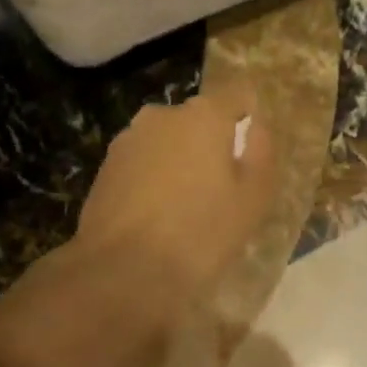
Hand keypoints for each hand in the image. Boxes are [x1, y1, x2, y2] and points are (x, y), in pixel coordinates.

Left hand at [0, 86, 279, 366]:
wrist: (122, 273)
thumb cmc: (201, 233)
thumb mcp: (253, 196)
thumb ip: (261, 150)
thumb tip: (256, 125)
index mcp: (204, 114)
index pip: (237, 94)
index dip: (249, 115)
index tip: (252, 148)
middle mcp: (163, 115)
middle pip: (199, 119)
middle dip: (211, 142)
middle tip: (221, 186)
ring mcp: (129, 139)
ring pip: (168, 141)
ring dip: (179, 160)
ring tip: (186, 206)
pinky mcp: (105, 167)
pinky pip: (143, 163)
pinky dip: (154, 179)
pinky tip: (156, 216)